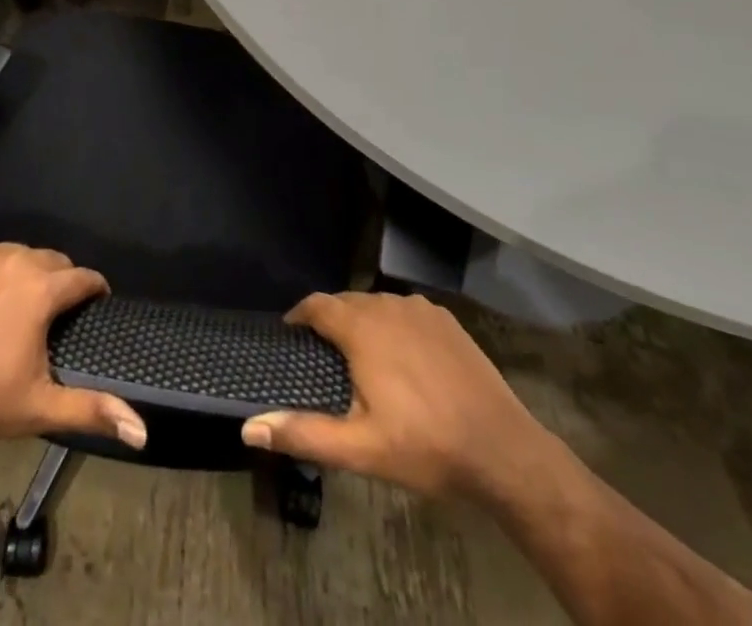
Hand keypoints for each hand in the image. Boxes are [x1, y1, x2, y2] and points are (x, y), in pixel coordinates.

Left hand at [0, 241, 146, 451]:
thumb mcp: (37, 408)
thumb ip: (91, 410)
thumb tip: (142, 431)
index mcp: (42, 290)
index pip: (83, 277)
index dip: (94, 290)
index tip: (97, 303)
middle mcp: (16, 260)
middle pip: (51, 260)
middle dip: (59, 281)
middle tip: (53, 311)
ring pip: (17, 253)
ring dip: (23, 273)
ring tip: (16, 302)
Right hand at [241, 291, 546, 499]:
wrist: (502, 450)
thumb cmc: (425, 447)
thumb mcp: (359, 449)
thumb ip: (303, 433)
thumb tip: (249, 427)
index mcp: (362, 329)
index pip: (317, 304)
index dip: (299, 316)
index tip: (291, 337)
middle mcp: (387, 305)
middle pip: (346, 302)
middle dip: (330, 321)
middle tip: (323, 356)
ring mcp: (420, 309)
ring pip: (377, 304)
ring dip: (362, 322)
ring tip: (360, 357)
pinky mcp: (446, 319)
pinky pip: (406, 311)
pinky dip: (394, 325)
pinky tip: (402, 358)